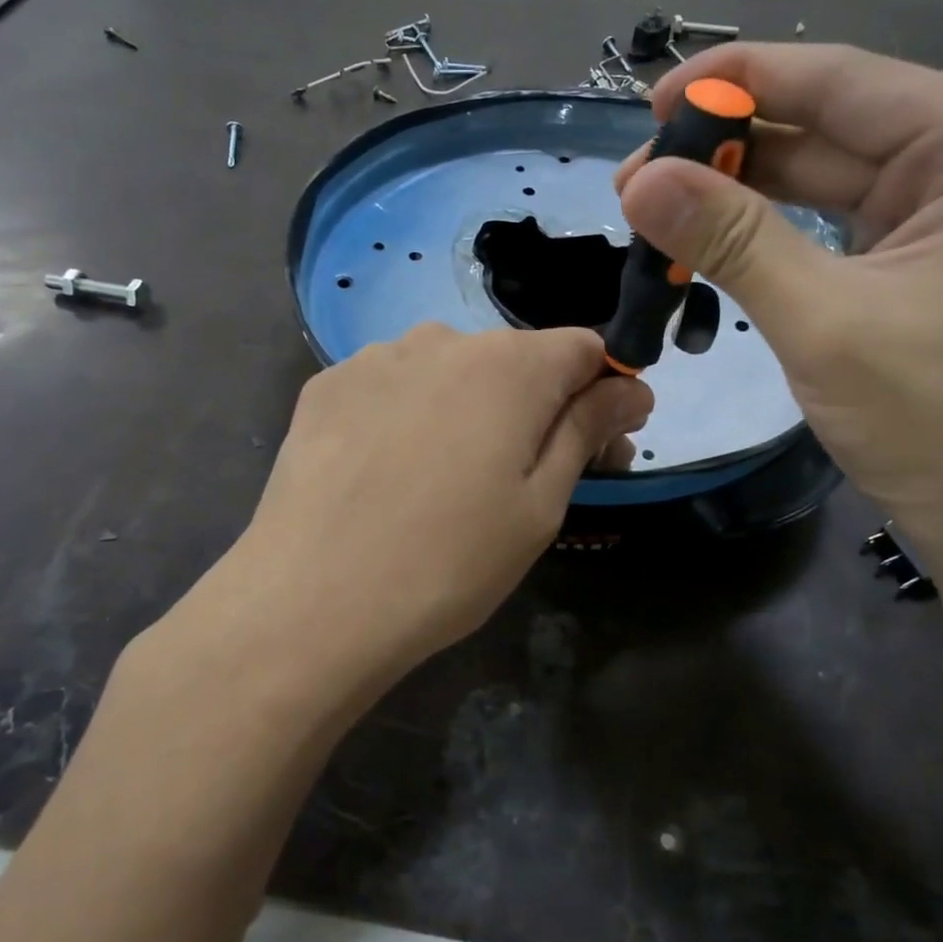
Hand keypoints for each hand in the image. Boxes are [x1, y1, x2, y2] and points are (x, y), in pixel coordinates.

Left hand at [230, 323, 650, 680]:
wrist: (311, 601)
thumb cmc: (449, 561)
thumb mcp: (539, 504)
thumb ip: (587, 429)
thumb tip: (631, 387)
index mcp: (510, 365)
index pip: (584, 348)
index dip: (603, 391)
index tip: (600, 443)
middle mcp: (444, 339)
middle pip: (516, 359)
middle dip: (537, 404)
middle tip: (528, 475)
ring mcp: (377, 357)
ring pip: (450, 370)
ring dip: (469, 407)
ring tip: (447, 478)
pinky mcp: (327, 385)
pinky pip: (393, 385)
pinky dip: (409, 414)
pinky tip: (389, 469)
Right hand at [615, 43, 942, 577]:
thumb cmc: (939, 425)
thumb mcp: (823, 324)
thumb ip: (732, 241)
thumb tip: (640, 182)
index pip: (840, 81)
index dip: (735, 81)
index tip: (649, 102)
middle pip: (829, 124)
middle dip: (727, 148)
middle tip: (636, 180)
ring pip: (825, 172)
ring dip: (740, 189)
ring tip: (656, 207)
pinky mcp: (927, 249)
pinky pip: (834, 218)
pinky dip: (771, 227)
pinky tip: (711, 234)